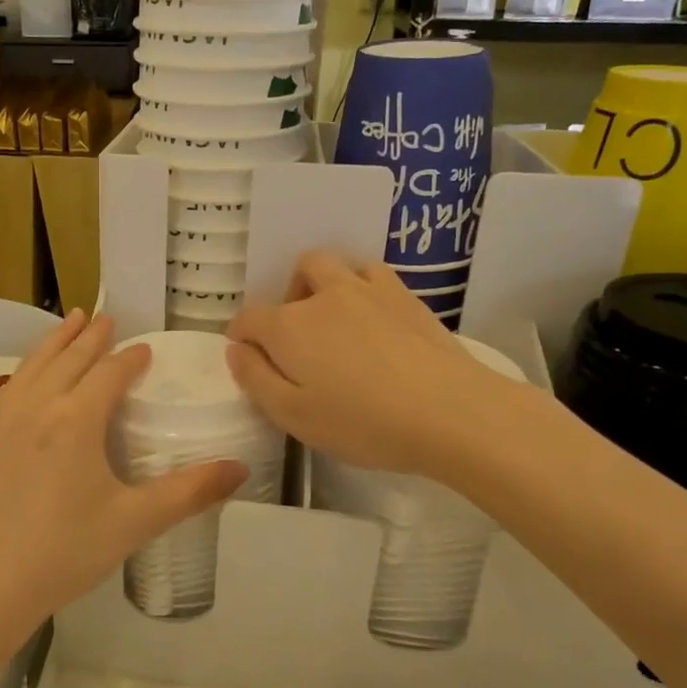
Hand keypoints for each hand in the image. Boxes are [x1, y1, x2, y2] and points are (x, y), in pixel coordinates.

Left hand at [0, 311, 246, 640]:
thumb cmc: (65, 552)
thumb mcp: (134, 522)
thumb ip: (189, 492)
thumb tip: (241, 469)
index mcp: (76, 418)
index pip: (110, 373)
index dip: (130, 358)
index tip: (144, 349)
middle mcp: (35, 404)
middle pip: (68, 357)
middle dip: (90, 336)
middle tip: (105, 317)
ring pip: (31, 365)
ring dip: (54, 341)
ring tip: (69, 322)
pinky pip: (4, 390)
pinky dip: (23, 372)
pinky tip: (24, 380)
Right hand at [226, 252, 506, 474]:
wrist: (450, 412)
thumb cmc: (362, 423)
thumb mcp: (293, 415)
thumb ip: (256, 379)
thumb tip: (236, 350)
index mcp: (289, 327)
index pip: (249, 317)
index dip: (241, 335)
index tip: (247, 356)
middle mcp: (324, 296)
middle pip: (296, 273)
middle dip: (286, 298)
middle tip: (296, 337)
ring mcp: (368, 290)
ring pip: (334, 264)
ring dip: (323, 284)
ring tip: (333, 320)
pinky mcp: (406, 297)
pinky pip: (372, 273)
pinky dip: (361, 286)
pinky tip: (371, 316)